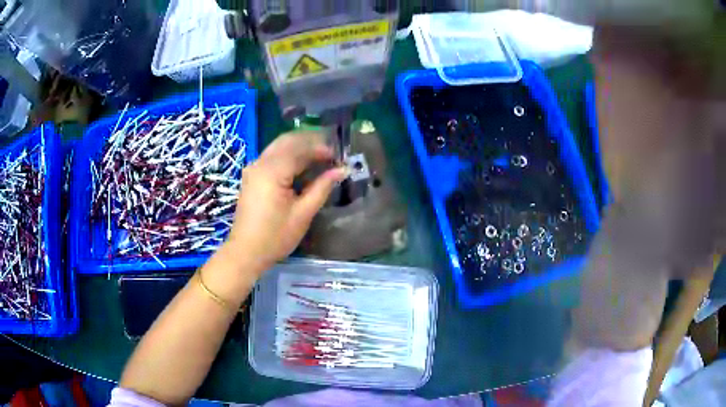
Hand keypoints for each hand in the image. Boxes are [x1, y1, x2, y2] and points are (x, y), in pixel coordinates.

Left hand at [224, 131, 345, 274]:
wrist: (246, 252)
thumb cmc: (275, 236)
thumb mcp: (303, 213)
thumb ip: (322, 187)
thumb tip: (342, 170)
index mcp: (272, 171)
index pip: (300, 148)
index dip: (321, 149)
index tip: (339, 156)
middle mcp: (260, 163)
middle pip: (288, 141)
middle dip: (310, 143)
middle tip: (331, 154)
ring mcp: (253, 168)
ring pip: (279, 146)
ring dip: (300, 148)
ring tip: (320, 159)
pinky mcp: (251, 176)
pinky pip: (272, 156)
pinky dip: (289, 156)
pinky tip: (301, 167)